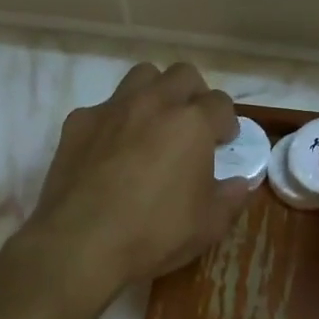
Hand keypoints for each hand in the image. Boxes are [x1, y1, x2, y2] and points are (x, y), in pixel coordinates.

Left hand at [20, 62, 252, 300]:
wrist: (80, 244)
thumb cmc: (154, 233)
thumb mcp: (208, 225)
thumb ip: (230, 197)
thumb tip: (240, 183)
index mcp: (192, 123)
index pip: (220, 103)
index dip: (226, 122)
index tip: (224, 142)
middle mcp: (154, 104)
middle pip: (183, 75)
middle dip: (194, 95)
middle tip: (192, 126)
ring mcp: (112, 109)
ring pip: (142, 77)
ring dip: (155, 93)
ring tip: (154, 125)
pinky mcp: (78, 122)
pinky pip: (104, 106)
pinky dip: (115, 120)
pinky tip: (112, 150)